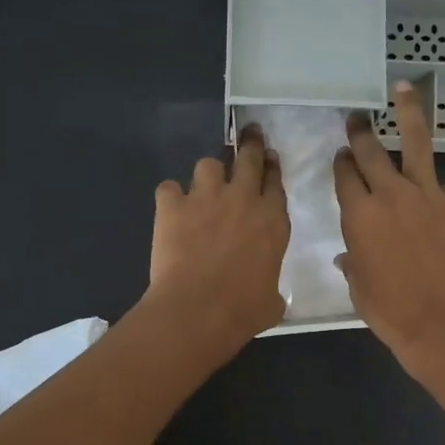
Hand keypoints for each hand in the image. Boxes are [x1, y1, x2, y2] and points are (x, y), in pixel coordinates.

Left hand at [145, 124, 289, 357]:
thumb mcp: (272, 300)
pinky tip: (170, 209)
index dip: (272, 168)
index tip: (269, 158)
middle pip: (248, 157)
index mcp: (273, 221)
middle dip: (249, 143)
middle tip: (248, 134)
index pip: (276, 182)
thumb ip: (272, 286)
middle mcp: (243, 199)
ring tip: (204, 186)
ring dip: (208, 174)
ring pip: (208, 164)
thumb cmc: (243, 311)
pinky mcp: (172, 206)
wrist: (198, 310)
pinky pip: (169, 188)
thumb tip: (269, 294)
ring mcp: (206, 198)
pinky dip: (170, 197)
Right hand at [334, 83, 444, 378]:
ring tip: (402, 89)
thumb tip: (346, 257)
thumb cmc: (391, 312)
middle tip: (357, 117)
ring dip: (408, 112)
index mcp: (358, 216)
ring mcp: (428, 195)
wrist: (439, 322)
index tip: (342, 154)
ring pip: (416, 143)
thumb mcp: (359, 289)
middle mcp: (390, 195)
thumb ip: (353, 264)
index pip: (345, 176)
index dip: (342, 162)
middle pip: (372, 152)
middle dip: (362, 131)